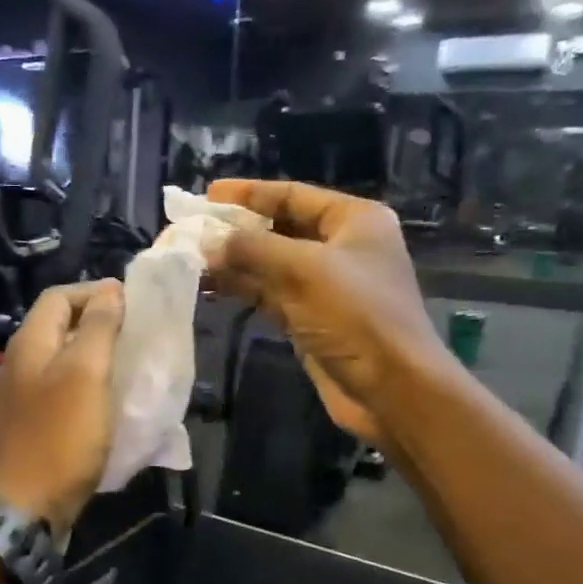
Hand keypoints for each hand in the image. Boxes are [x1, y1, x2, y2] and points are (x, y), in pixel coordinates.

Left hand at [0, 279, 124, 531]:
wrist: (24, 509)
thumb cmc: (60, 437)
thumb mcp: (85, 374)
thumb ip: (97, 327)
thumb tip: (109, 291)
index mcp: (29, 344)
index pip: (59, 296)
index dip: (95, 293)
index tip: (133, 306)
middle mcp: (19, 363)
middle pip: (58, 326)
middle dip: (97, 323)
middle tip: (135, 335)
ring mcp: (20, 396)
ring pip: (61, 359)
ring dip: (94, 356)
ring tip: (128, 365)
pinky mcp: (29, 424)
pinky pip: (60, 390)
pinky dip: (85, 385)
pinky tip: (107, 401)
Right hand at [206, 179, 448, 445]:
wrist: (391, 389)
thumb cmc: (357, 316)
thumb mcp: (305, 271)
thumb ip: (253, 250)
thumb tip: (207, 243)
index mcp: (354, 220)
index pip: (293, 195)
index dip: (249, 193)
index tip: (207, 196)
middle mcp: (341, 247)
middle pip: (280, 229)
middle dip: (237, 231)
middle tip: (192, 230)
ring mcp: (326, 286)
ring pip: (271, 265)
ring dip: (234, 262)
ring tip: (191, 259)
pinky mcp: (311, 319)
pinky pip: (270, 295)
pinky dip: (243, 289)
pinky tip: (210, 287)